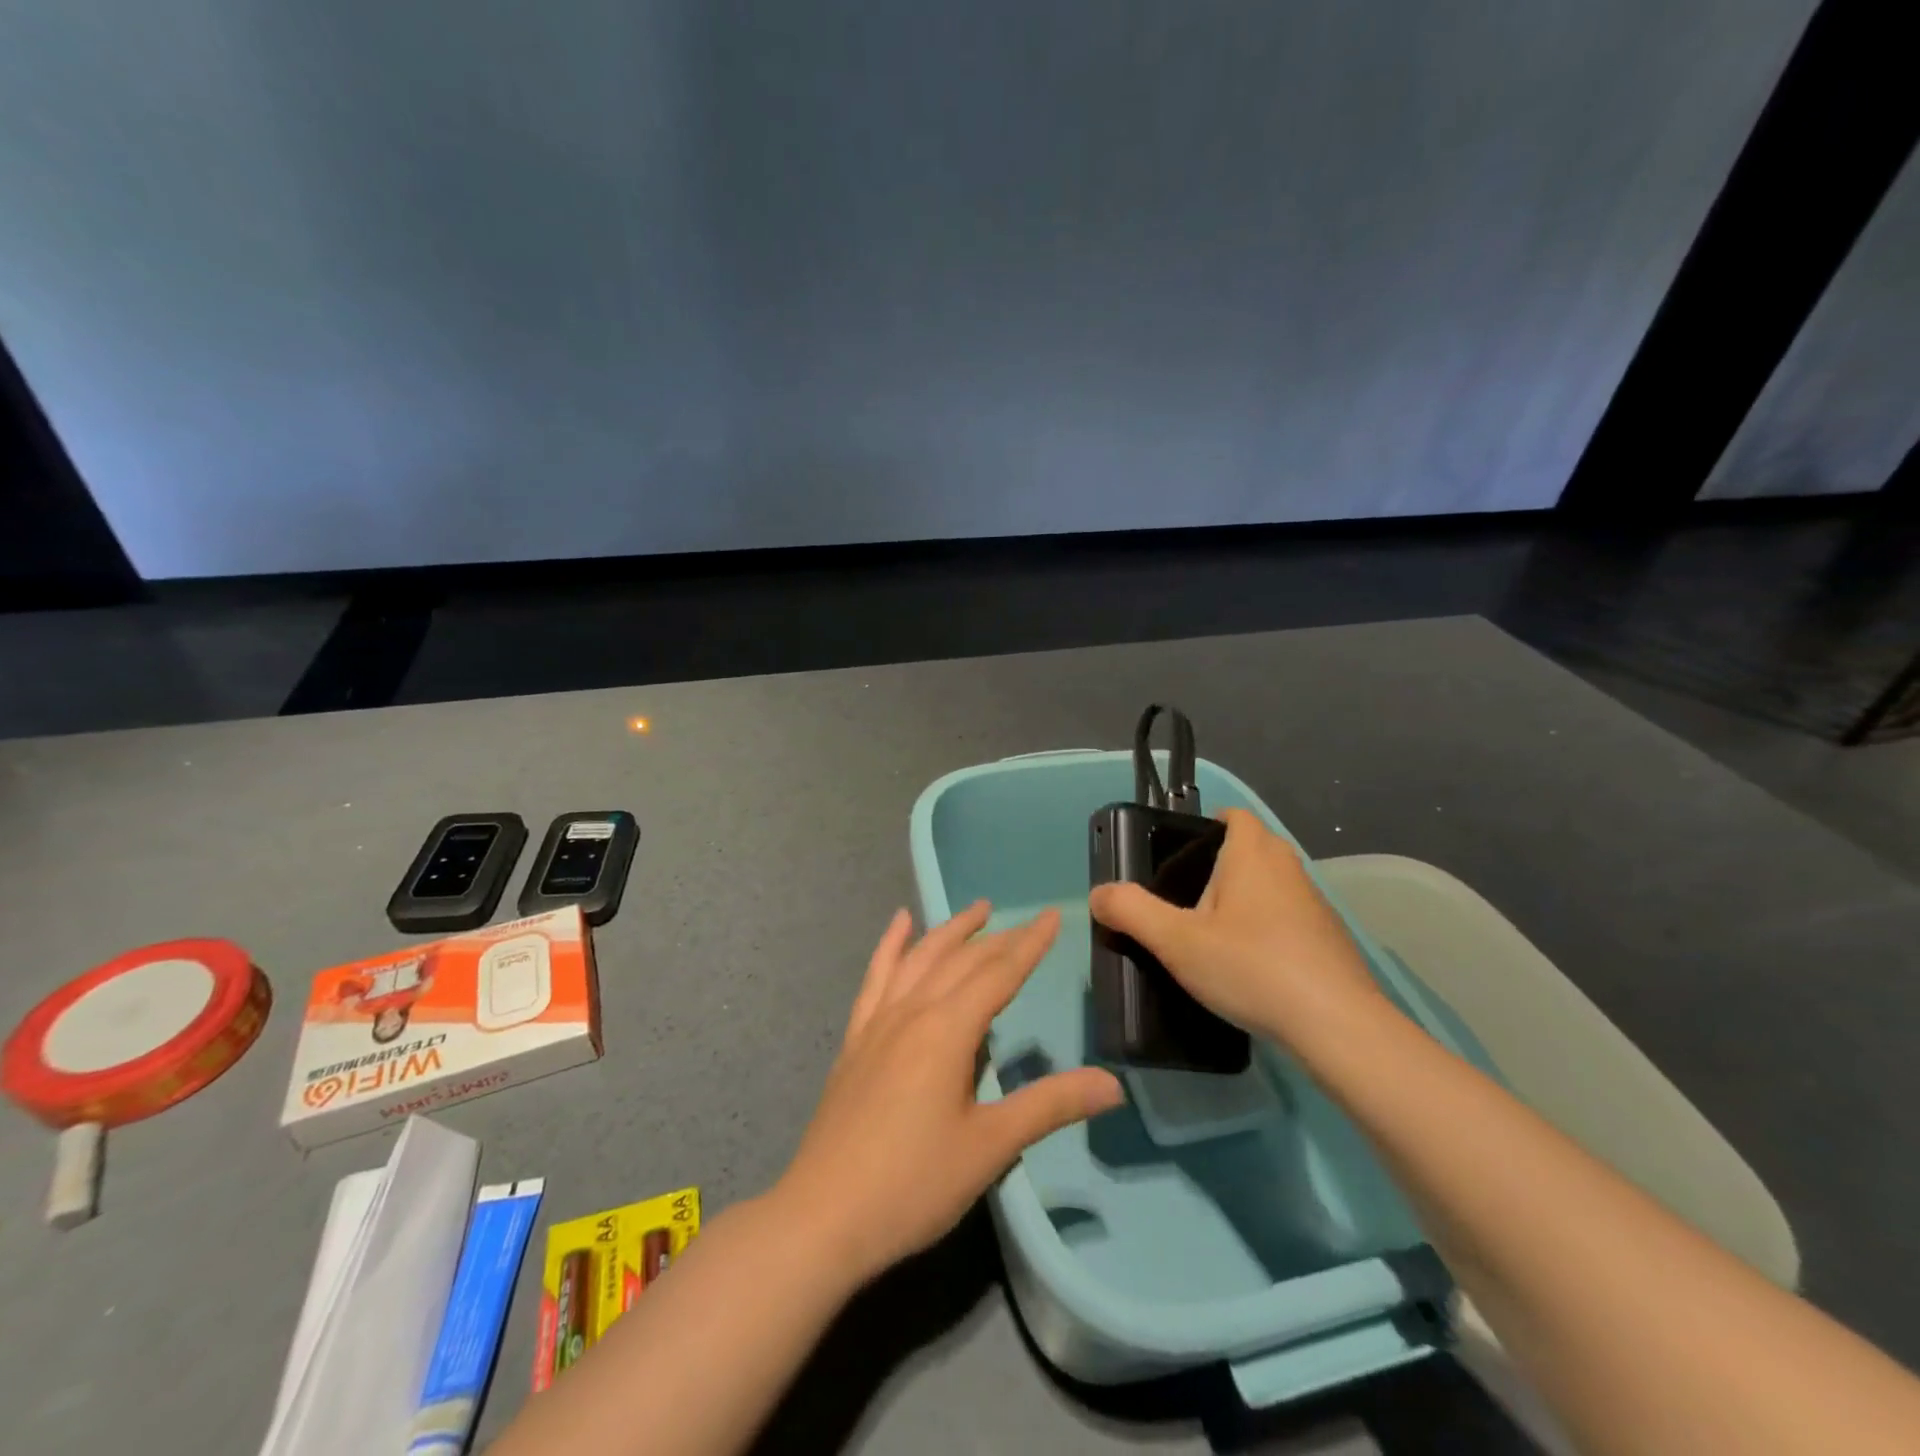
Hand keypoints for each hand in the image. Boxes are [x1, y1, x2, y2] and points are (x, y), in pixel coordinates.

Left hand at [775, 902, 1123, 1286]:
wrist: (823, 1216)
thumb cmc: (914, 1183)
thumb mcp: (990, 1146)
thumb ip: (1050, 1106)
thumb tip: (1112, 1084)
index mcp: (947, 1031)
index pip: (999, 974)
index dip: (1030, 944)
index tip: (1053, 915)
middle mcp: (912, 1012)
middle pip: (962, 961)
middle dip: (999, 938)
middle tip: (1028, 921)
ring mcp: (878, 1022)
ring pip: (920, 959)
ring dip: (950, 930)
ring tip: (977, 910)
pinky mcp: (855, 1039)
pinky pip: (875, 977)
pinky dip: (890, 945)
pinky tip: (899, 923)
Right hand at [1088, 808, 1384, 1050]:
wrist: (1336, 1025)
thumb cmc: (1251, 967)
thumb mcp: (1176, 941)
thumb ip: (1131, 912)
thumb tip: (1098, 894)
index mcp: (1252, 854)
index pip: (1234, 816)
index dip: (1208, 825)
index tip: (1181, 856)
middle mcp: (1288, 867)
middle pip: (1252, 848)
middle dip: (1221, 865)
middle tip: (1186, 899)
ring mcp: (1315, 903)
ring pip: (1271, 885)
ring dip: (1245, 899)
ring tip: (1212, 936)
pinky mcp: (1329, 938)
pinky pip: (1289, 917)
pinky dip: (1268, 929)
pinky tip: (1250, 966)